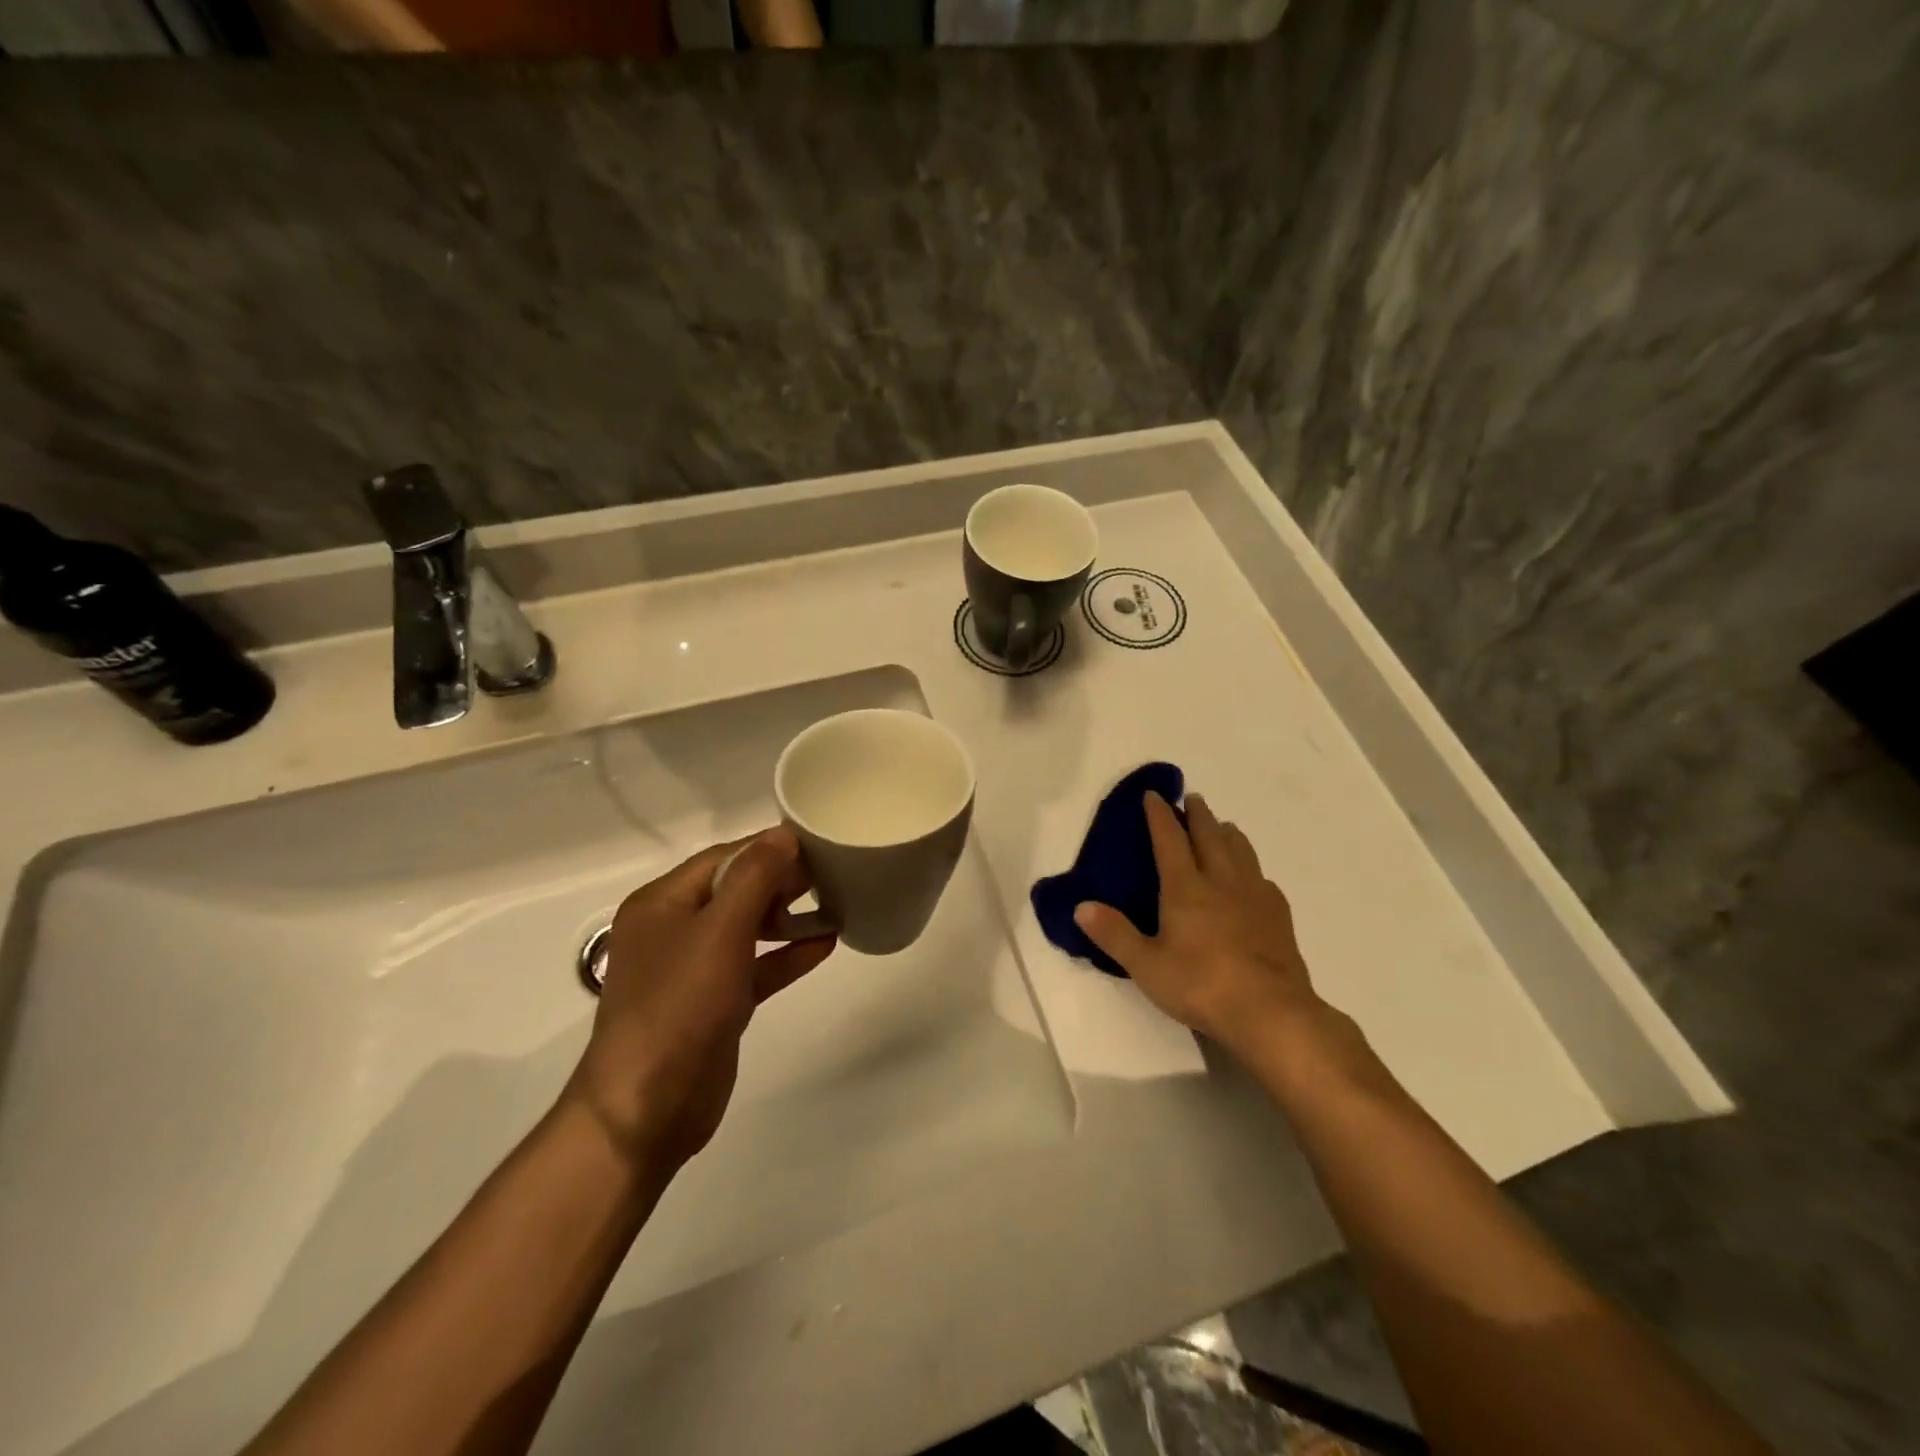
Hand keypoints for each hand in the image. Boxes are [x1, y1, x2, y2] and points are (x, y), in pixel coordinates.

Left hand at [563, 828, 836, 1170]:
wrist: (647, 1109)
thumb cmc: (679, 1007)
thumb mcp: (719, 932)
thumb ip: (753, 878)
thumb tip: (782, 834)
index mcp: (662, 903)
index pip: (723, 858)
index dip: (768, 848)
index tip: (816, 844)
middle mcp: (674, 929)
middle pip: (735, 889)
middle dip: (781, 881)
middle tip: (831, 876)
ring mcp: (694, 969)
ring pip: (748, 928)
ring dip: (789, 917)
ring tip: (835, 904)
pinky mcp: (715, 1003)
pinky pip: (756, 966)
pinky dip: (787, 955)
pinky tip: (826, 945)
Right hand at [1073, 791, 1326, 1057]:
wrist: (1271, 1013)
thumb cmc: (1201, 985)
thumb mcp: (1146, 965)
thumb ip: (1114, 934)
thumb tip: (1081, 906)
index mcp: (1186, 888)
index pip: (1169, 839)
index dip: (1159, 815)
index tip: (1154, 794)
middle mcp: (1221, 881)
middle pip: (1209, 835)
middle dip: (1198, 814)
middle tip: (1192, 798)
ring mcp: (1254, 896)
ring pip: (1241, 850)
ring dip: (1227, 833)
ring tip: (1221, 827)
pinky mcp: (1278, 916)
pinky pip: (1263, 879)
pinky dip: (1252, 869)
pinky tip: (1252, 880)